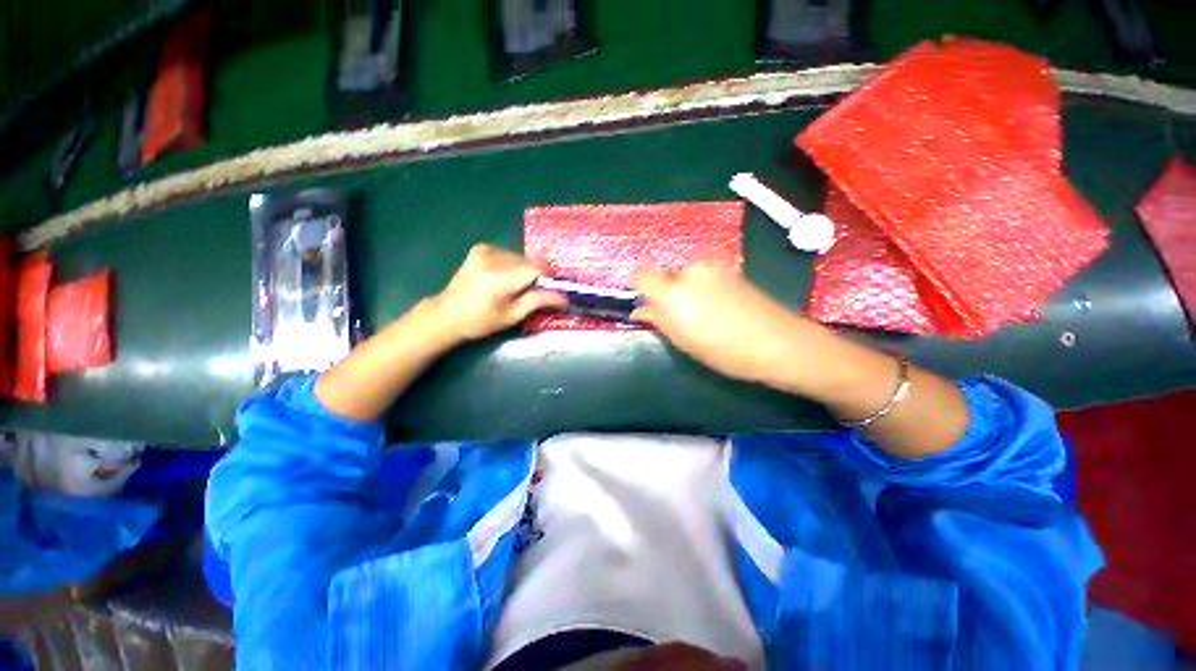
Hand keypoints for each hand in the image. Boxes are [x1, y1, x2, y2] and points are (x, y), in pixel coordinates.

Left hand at [432, 244, 565, 340]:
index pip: (537, 268)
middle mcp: (493, 258)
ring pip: (521, 258)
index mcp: (500, 278)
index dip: (550, 278)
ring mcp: (485, 250)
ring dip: (524, 272)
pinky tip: (503, 278)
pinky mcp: (481, 248)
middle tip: (531, 294)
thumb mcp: (512, 316)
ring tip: (514, 289)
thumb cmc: (480, 322)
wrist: (446, 314)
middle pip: (530, 263)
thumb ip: (538, 301)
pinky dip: (512, 265)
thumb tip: (564, 297)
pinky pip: (509, 254)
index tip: (553, 291)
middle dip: (536, 277)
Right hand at [631, 262, 808, 384]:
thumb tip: (638, 310)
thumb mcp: (684, 341)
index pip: (640, 274)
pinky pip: (703, 274)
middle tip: (673, 314)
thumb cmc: (724, 350)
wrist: (778, 341)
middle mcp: (689, 271)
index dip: (636, 285)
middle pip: (664, 274)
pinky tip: (715, 306)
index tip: (641, 300)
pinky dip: (700, 286)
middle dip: (663, 290)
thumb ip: (657, 320)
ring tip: (698, 312)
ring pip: (684, 274)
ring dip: (683, 288)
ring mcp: (712, 267)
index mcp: (672, 291)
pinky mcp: (730, 268)